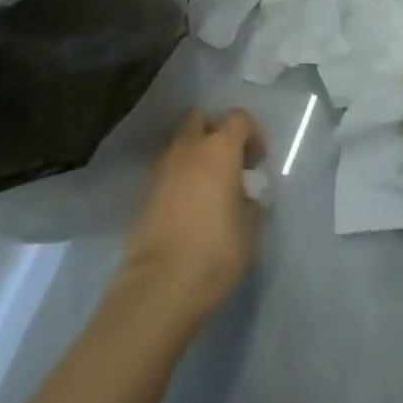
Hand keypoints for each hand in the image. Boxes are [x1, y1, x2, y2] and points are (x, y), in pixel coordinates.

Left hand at [121, 109, 266, 321]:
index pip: (239, 118)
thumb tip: (246, 197)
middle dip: (216, 131)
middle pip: (201, 118)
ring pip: (180, 142)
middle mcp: (188, 148)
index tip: (257, 162)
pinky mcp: (144, 191)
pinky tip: (189, 204)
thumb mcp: (250, 229)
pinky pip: (167, 168)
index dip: (252, 133)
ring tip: (209, 185)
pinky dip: (179, 175)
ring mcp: (162, 168)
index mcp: (220, 149)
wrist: (160, 284)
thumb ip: (251, 203)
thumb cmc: (215, 251)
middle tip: (230, 162)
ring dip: (196, 153)